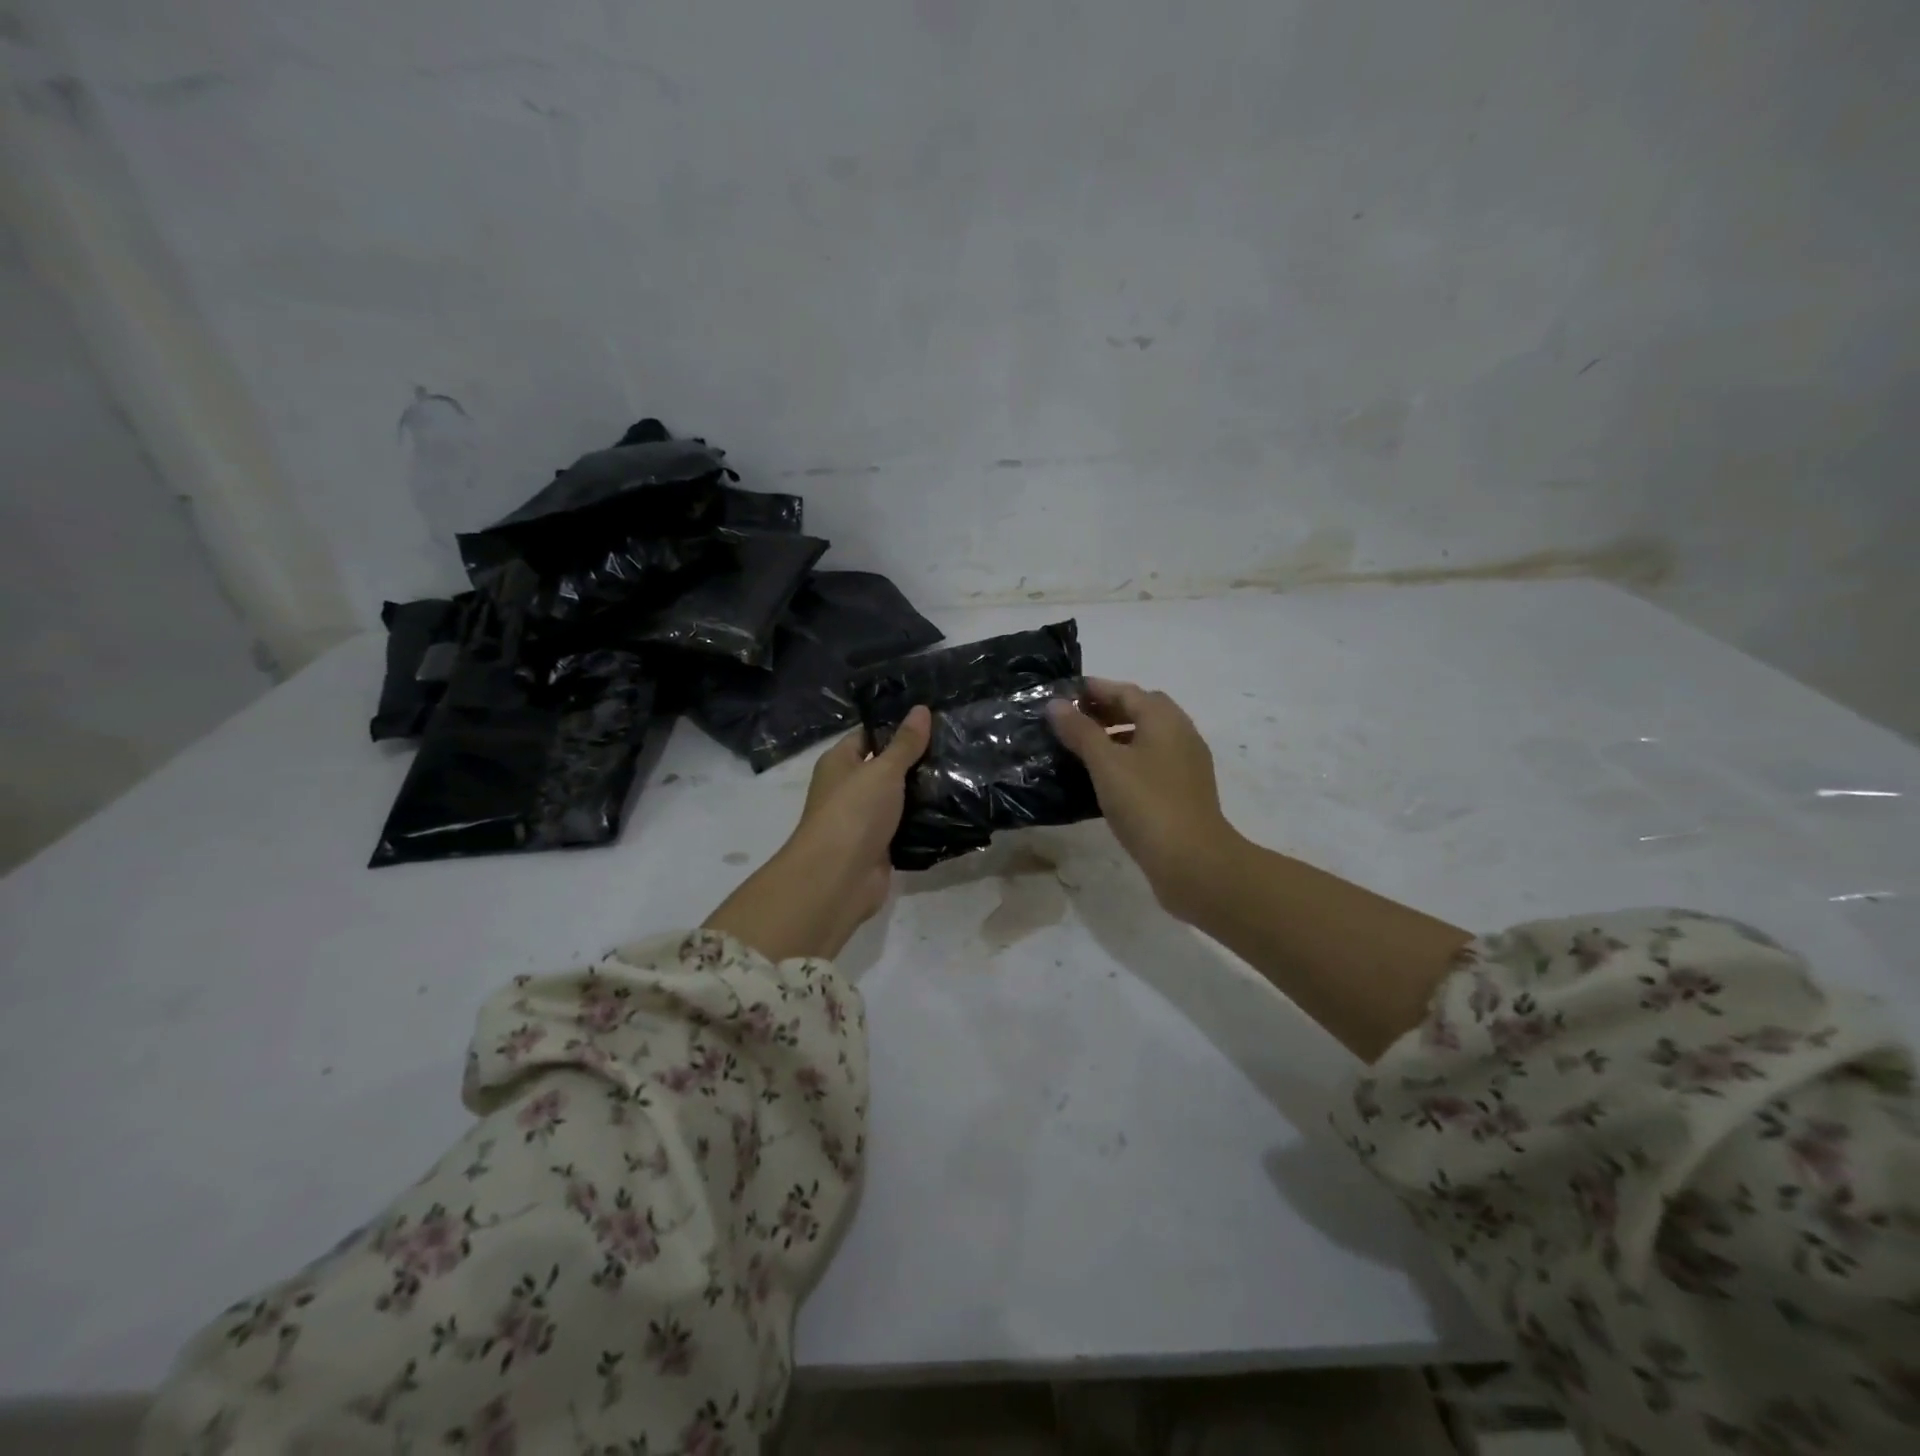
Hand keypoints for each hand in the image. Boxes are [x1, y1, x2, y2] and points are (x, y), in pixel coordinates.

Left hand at [703, 707, 931, 961]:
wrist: (839, 877)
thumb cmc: (854, 812)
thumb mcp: (883, 770)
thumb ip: (905, 743)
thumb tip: (920, 709)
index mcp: (839, 763)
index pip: (868, 735)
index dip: (896, 726)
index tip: (932, 718)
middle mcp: (849, 788)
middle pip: (885, 768)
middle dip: (916, 760)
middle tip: (956, 744)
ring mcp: (864, 820)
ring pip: (898, 799)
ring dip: (923, 792)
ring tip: (963, 772)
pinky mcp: (880, 846)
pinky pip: (905, 827)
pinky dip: (924, 821)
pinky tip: (953, 809)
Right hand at [1048, 680, 1239, 918]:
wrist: (1193, 861)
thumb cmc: (1146, 804)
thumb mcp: (1106, 764)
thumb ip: (1080, 731)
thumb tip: (1056, 704)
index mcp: (1164, 719)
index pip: (1126, 691)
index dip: (1094, 689)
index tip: (1063, 695)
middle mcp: (1180, 734)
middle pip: (1140, 710)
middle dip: (1106, 710)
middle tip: (1071, 721)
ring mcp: (1186, 764)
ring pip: (1147, 738)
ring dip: (1116, 736)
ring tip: (1082, 750)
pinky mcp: (1184, 791)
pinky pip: (1151, 762)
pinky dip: (1128, 760)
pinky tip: (1105, 780)